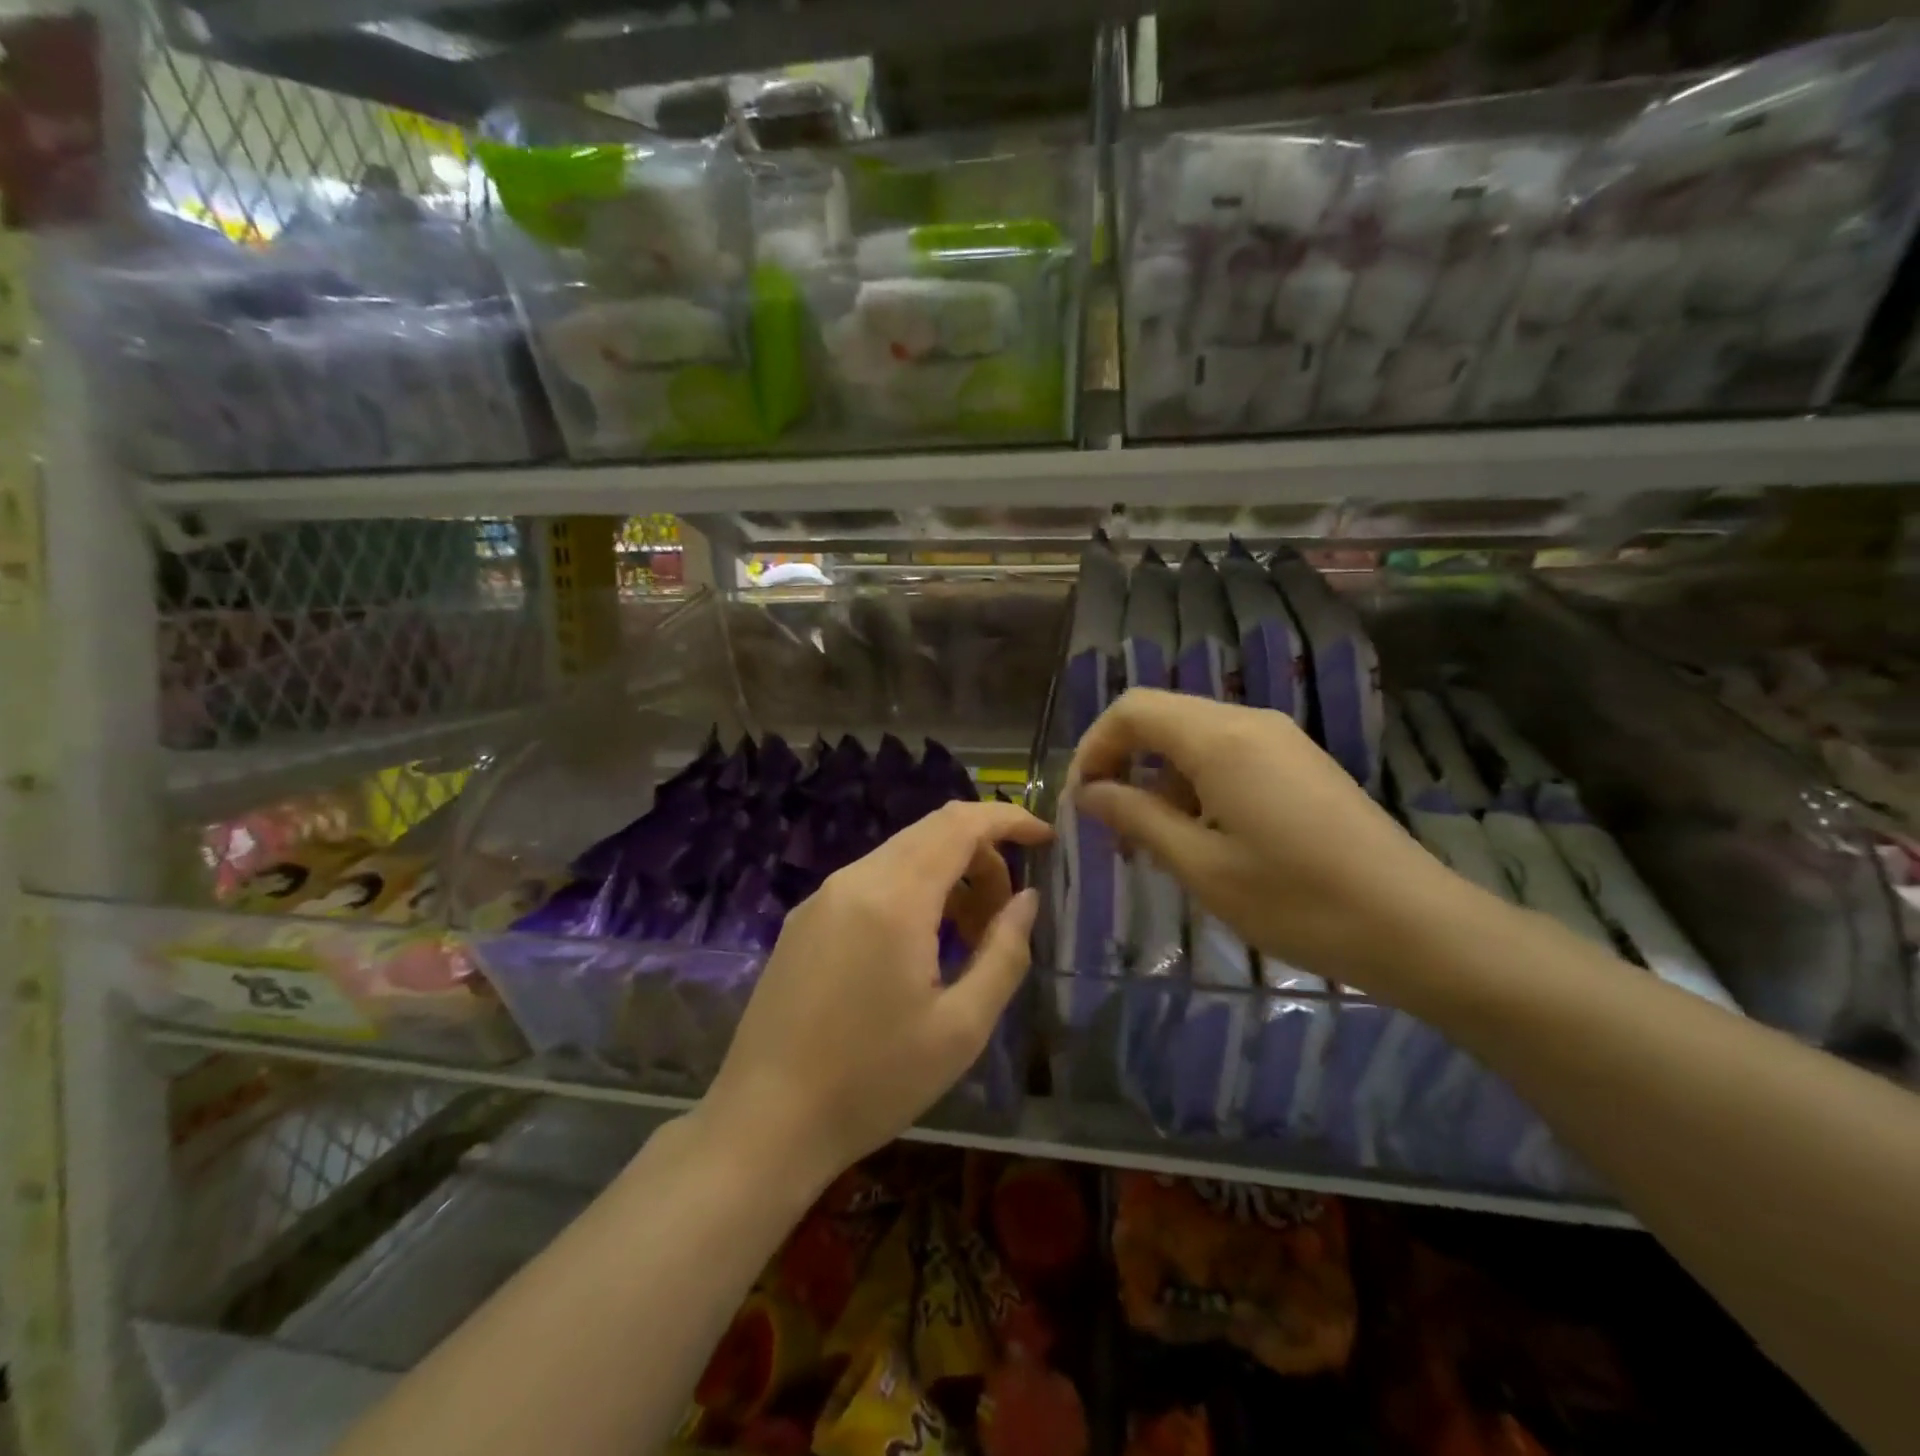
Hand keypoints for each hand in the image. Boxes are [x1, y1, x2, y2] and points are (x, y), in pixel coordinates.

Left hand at [703, 799, 1052, 1190]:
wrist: (765, 1123)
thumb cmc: (873, 1081)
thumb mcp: (961, 1027)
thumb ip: (1004, 952)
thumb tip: (1026, 899)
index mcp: (894, 897)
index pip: (960, 824)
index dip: (1008, 820)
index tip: (1045, 840)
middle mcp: (853, 880)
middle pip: (931, 832)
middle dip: (982, 856)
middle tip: (1007, 911)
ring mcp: (821, 898)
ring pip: (900, 856)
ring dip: (946, 877)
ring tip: (967, 937)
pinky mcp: (803, 921)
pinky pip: (870, 882)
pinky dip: (910, 892)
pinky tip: (917, 948)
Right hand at [1068, 688, 1481, 994]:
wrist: (1417, 926)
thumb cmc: (1297, 901)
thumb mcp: (1201, 866)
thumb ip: (1137, 818)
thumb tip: (1089, 793)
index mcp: (1219, 738)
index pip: (1132, 709)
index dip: (1094, 747)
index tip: (1081, 800)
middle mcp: (1249, 722)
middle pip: (1161, 717)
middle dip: (1123, 762)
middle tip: (1110, 824)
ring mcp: (1281, 740)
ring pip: (1194, 737)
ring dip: (1159, 778)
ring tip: (1152, 841)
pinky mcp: (1301, 763)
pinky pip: (1228, 755)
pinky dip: (1196, 784)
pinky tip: (1203, 836)